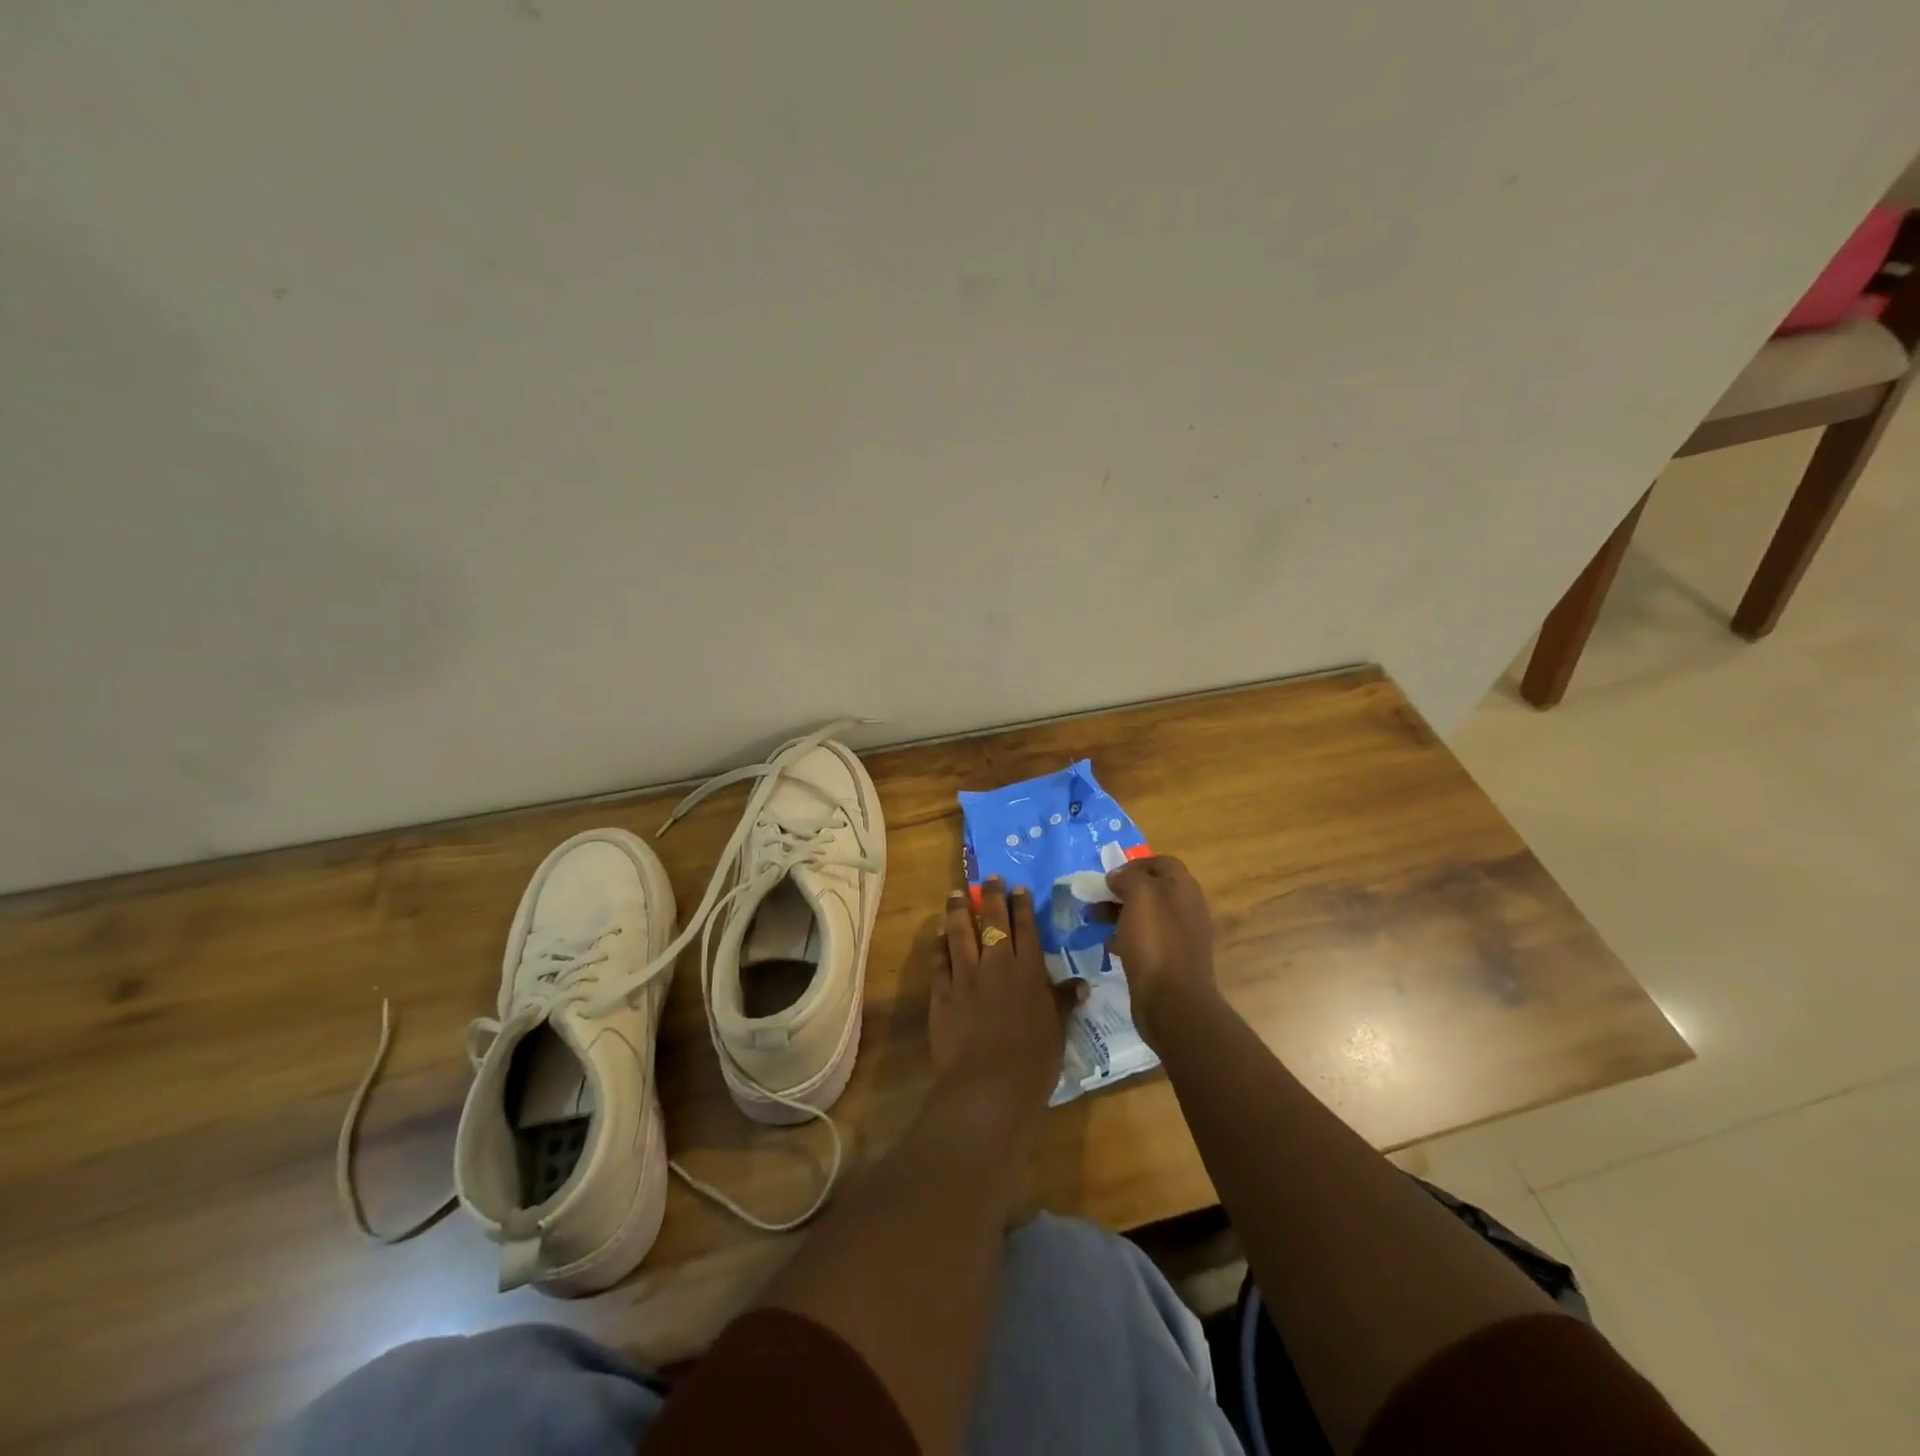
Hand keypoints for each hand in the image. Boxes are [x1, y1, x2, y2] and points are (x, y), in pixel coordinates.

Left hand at [932, 878, 1086, 1137]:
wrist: (988, 1086)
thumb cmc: (1032, 1061)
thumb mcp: (1057, 1031)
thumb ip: (1063, 1002)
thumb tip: (1080, 984)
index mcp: (1028, 972)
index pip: (1026, 929)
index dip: (1021, 906)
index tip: (1017, 888)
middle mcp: (997, 965)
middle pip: (993, 922)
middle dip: (991, 896)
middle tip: (988, 878)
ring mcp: (966, 977)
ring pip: (961, 933)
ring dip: (959, 911)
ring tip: (956, 893)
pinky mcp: (942, 993)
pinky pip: (940, 960)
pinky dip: (939, 944)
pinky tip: (938, 933)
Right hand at [1104, 856, 1216, 1049]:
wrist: (1173, 1001)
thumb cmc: (1155, 941)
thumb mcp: (1140, 896)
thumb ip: (1129, 877)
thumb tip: (1119, 877)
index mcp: (1184, 888)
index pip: (1162, 863)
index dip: (1135, 864)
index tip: (1110, 877)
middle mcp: (1186, 909)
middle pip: (1151, 889)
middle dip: (1121, 891)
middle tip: (1095, 899)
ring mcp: (1180, 937)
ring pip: (1146, 915)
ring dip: (1119, 914)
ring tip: (1093, 920)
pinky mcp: (1170, 961)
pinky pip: (1146, 940)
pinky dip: (1126, 938)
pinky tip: (1109, 946)